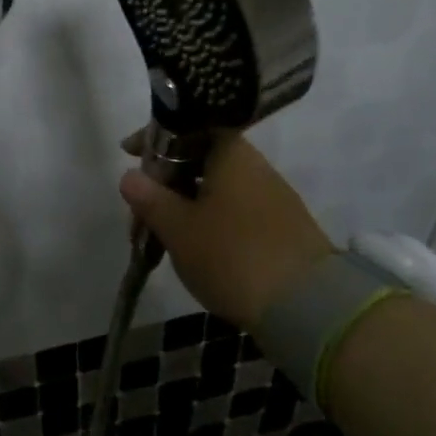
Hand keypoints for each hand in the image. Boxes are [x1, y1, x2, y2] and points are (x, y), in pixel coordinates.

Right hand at [119, 129, 333, 331]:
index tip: (128, 153)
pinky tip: (192, 246)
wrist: (307, 307)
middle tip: (139, 208)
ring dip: (184, 203)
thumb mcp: (178, 228)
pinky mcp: (281, 228)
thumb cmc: (232, 255)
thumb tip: (130, 175)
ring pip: (215, 188)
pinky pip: (233, 210)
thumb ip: (150, 198)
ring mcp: (272, 198)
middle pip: (200, 159)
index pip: (188, 127)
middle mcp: (255, 167)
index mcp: (231, 155)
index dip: (155, 137)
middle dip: (165, 179)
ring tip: (160, 234)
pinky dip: (206, 220)